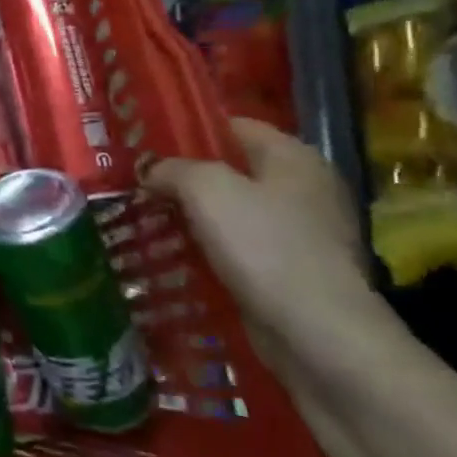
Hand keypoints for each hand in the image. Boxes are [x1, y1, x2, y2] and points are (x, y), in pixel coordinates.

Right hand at [147, 119, 395, 368]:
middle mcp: (304, 187)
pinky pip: (242, 247)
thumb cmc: (264, 245)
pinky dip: (211, 248)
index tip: (145, 145)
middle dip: (185, 177)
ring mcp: (303, 232)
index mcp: (293, 156)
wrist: (317, 332)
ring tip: (148, 219)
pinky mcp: (294, 270)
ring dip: (194, 216)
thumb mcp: (206, 190)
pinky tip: (178, 255)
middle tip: (139, 183)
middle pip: (233, 169)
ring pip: (234, 211)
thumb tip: (151, 170)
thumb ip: (172, 169)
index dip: (188, 131)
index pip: (232, 125)